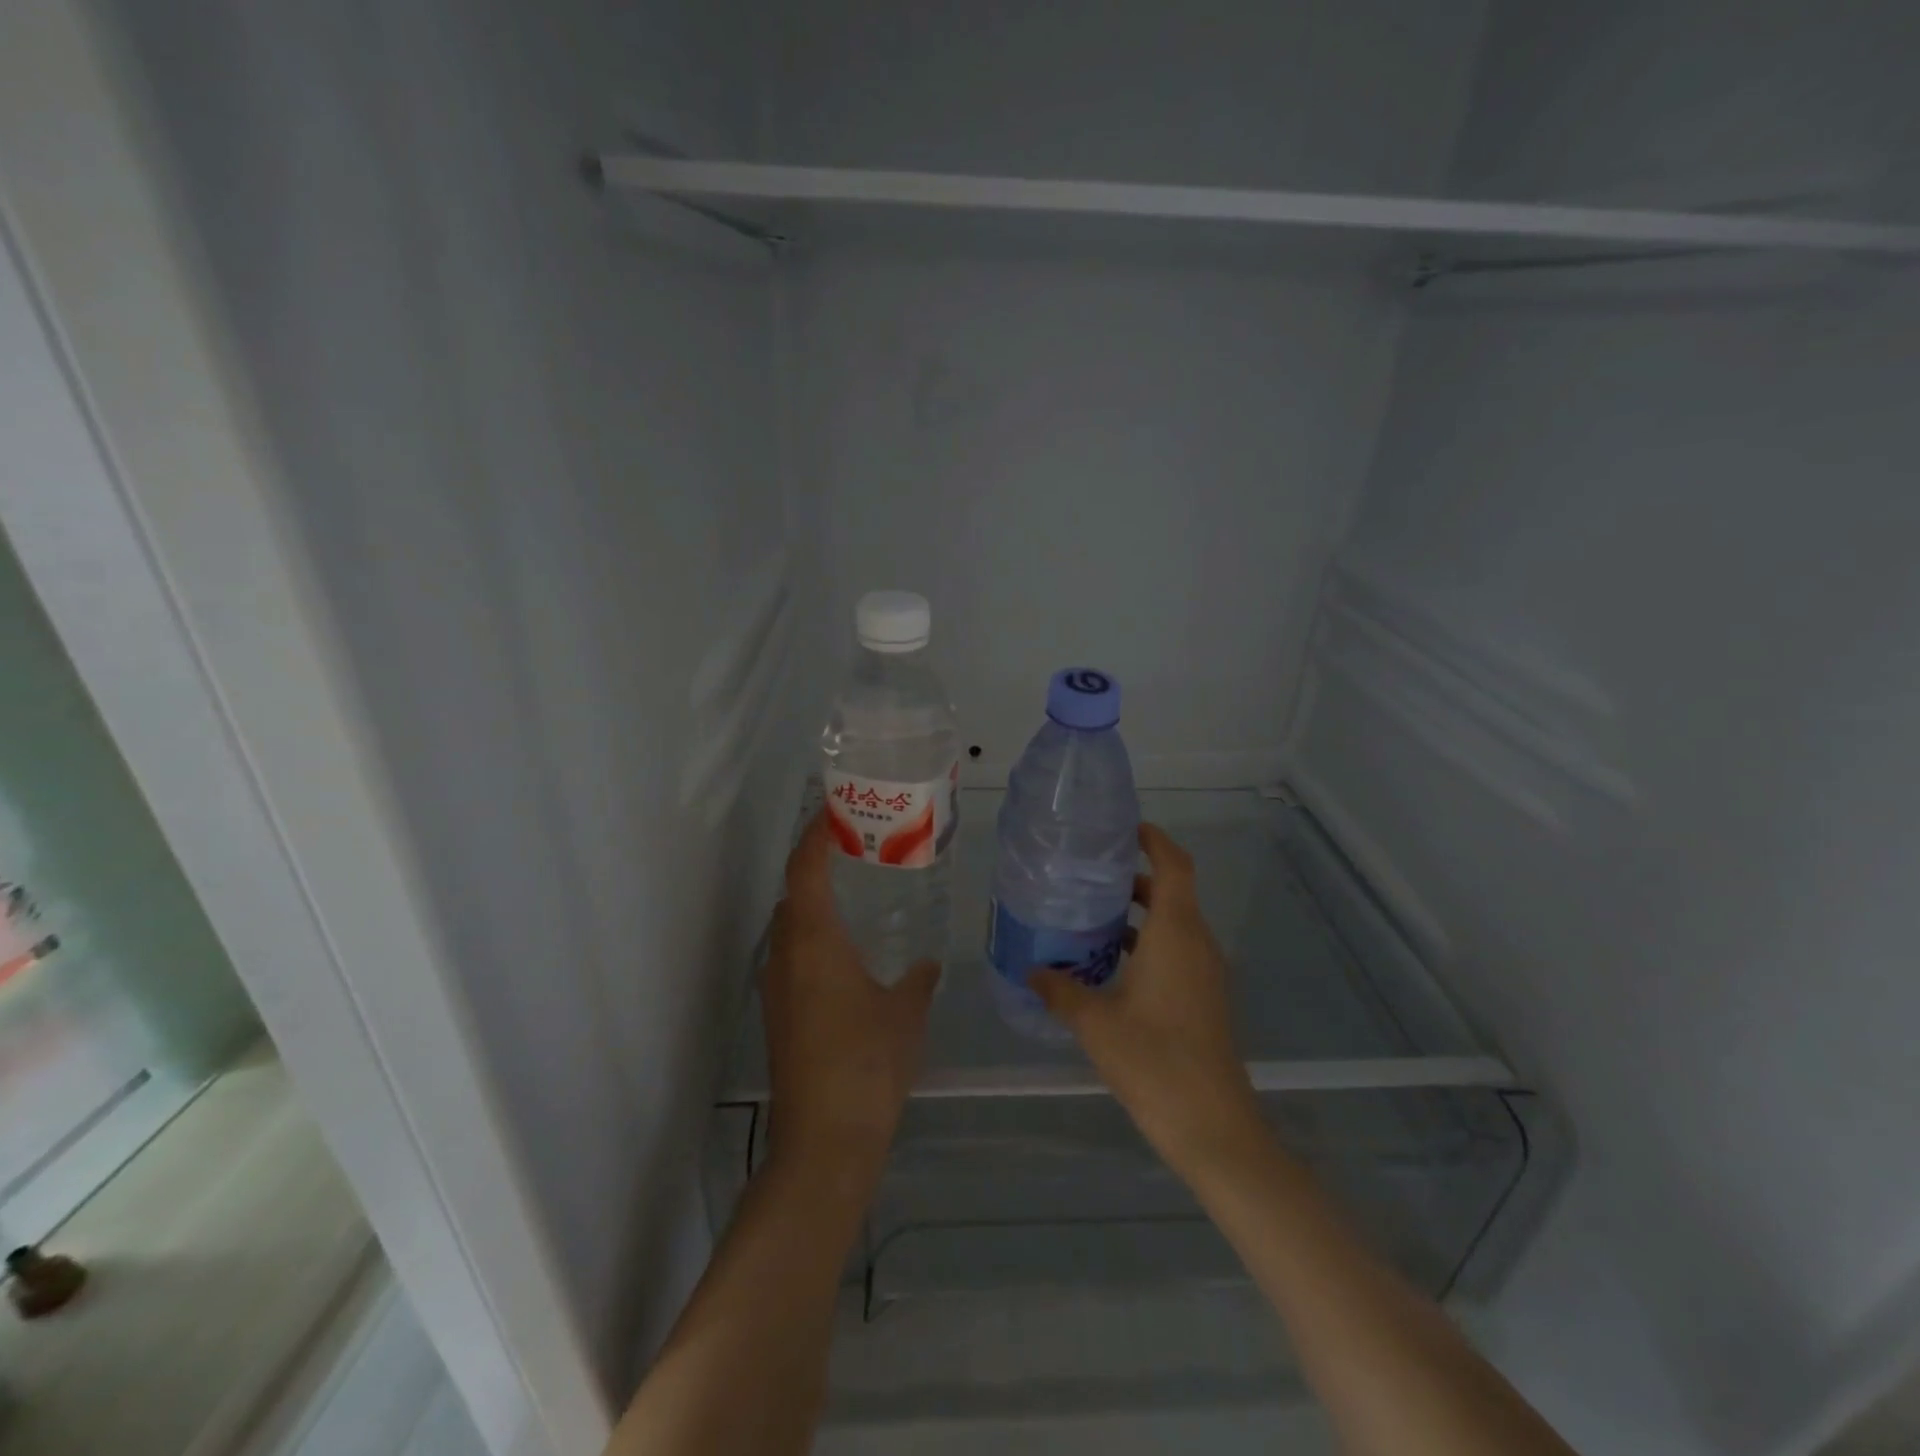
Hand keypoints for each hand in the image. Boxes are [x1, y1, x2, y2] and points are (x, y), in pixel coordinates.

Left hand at [761, 812, 939, 1178]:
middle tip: (858, 853)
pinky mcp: (779, 1017)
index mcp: (814, 940)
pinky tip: (848, 957)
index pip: (804, 869)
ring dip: (814, 906)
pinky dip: (814, 941)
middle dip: (817, 867)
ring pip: (790, 928)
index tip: (834, 812)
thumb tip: (927, 965)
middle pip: (792, 894)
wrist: (825, 1139)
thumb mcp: (906, 1012)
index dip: (814, 835)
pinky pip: (793, 958)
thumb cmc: (868, 1061)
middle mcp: (786, 955)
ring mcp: (776, 988)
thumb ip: (918, 979)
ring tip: (856, 898)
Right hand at [1029, 823, 1268, 1186]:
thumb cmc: (1154, 1061)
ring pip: (1174, 924)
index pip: (1174, 866)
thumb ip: (1061, 991)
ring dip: (1139, 915)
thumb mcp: (1095, 1023)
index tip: (1123, 829)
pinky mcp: (1204, 998)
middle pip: (1172, 892)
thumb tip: (1032, 971)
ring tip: (1091, 916)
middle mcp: (1196, 944)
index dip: (1154, 840)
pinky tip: (1110, 966)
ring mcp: (1205, 973)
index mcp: (1176, 933)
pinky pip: (1177, 951)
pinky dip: (1148, 944)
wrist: (1213, 1126)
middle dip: (1134, 878)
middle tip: (1089, 875)